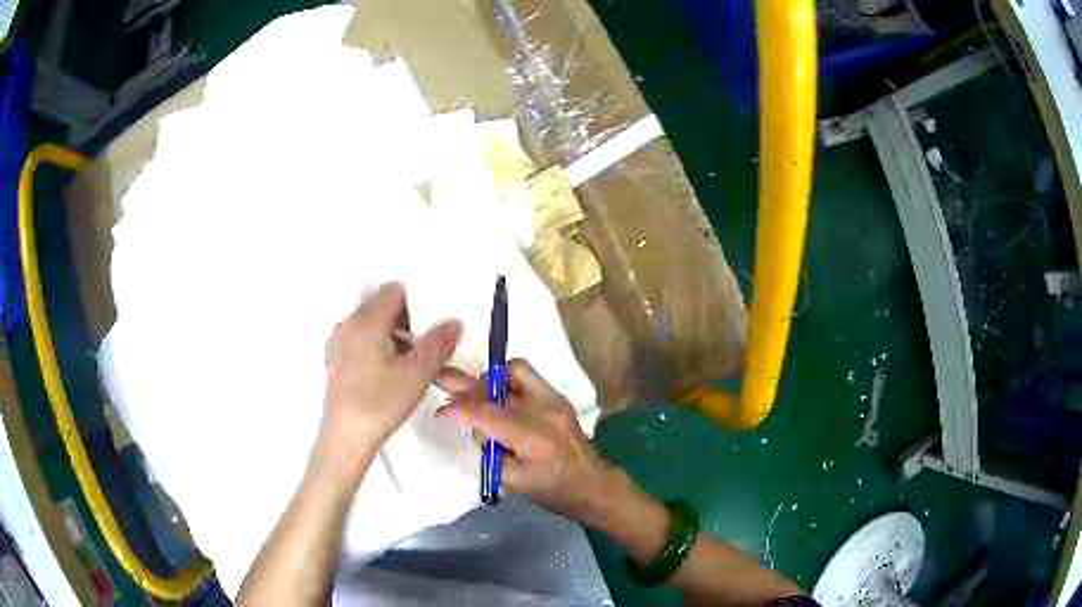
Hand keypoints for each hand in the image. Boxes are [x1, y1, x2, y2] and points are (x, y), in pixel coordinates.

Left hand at [320, 283, 461, 465]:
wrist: (345, 439)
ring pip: (373, 327)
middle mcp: (348, 324)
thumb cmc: (380, 403)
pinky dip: (380, 349)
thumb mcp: (418, 373)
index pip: (395, 291)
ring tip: (415, 364)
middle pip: (383, 308)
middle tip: (430, 346)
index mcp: (365, 319)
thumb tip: (454, 322)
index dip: (419, 302)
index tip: (436, 322)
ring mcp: (339, 343)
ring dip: (396, 337)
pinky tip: (392, 375)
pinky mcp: (336, 362)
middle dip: (409, 322)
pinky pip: (363, 342)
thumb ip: (438, 343)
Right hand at [436, 359, 615, 524]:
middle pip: (500, 382)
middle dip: (470, 387)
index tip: (441, 412)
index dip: (459, 409)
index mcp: (535, 439)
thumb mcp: (512, 481)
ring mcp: (556, 399)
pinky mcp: (558, 397)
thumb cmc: (552, 491)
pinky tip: (498, 400)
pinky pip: (526, 377)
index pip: (488, 414)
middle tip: (447, 386)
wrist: (592, 484)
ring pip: (515, 369)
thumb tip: (470, 423)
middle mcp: (547, 411)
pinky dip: (506, 383)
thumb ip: (488, 450)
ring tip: (478, 398)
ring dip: (491, 381)